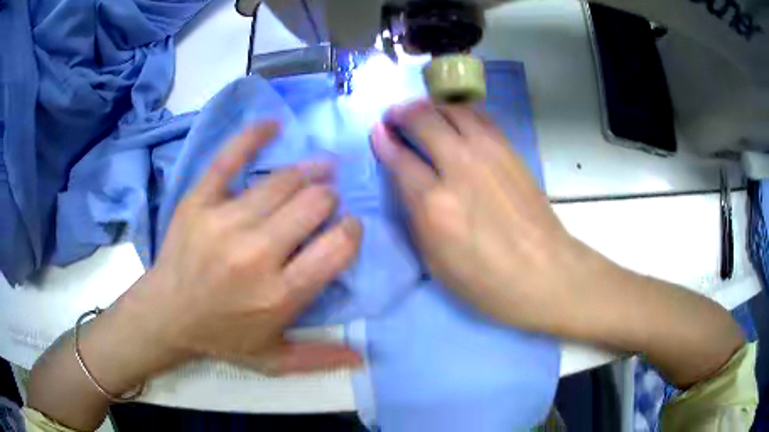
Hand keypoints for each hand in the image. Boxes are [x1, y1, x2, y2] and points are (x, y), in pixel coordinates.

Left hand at [127, 122, 362, 374]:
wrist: (166, 315)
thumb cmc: (222, 337)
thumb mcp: (273, 359)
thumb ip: (319, 359)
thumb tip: (363, 359)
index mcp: (280, 294)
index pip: (337, 247)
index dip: (351, 230)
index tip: (347, 227)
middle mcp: (256, 255)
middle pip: (314, 204)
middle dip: (329, 199)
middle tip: (325, 203)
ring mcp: (224, 222)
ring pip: (283, 181)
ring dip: (309, 172)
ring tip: (317, 170)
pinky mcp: (199, 201)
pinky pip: (230, 159)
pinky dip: (253, 137)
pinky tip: (274, 125)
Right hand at [371, 100, 591, 332]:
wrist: (545, 272)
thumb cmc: (487, 281)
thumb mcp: (436, 262)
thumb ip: (416, 216)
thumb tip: (406, 181)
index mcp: (434, 204)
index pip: (399, 158)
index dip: (383, 141)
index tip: (377, 131)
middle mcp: (459, 167)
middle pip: (423, 120)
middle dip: (402, 113)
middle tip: (394, 116)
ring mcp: (488, 153)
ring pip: (451, 110)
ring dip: (430, 106)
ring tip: (421, 112)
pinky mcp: (510, 150)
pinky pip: (479, 116)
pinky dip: (459, 111)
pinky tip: (453, 118)